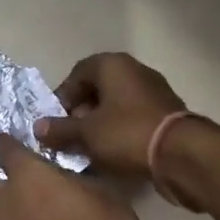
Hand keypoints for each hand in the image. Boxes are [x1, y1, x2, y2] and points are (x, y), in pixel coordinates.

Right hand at [35, 52, 186, 181]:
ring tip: (89, 149)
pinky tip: (113, 153)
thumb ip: (60, 129)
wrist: (181, 154)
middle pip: (98, 88)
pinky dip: (120, 131)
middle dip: (81, 112)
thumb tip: (38, 128)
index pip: (78, 73)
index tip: (55, 121)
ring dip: (101, 124)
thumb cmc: (127, 134)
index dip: (63, 96)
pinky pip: (134, 117)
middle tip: (71, 136)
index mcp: (113, 65)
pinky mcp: (166, 113)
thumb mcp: (87, 134)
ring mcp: (154, 91)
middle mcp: (135, 71)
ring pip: (117, 104)